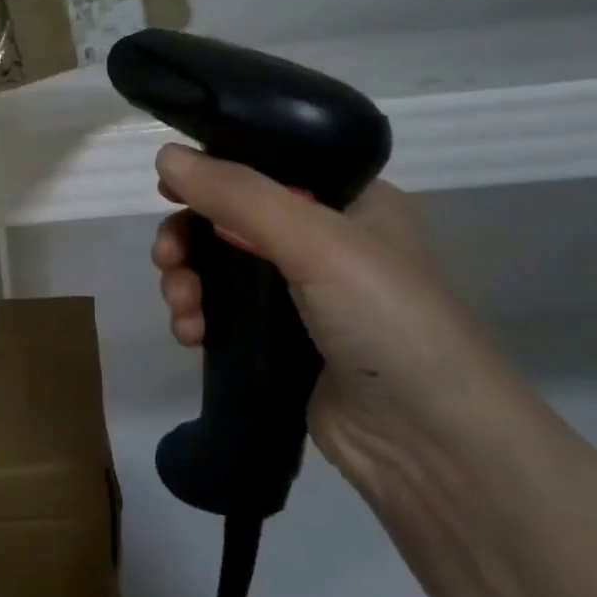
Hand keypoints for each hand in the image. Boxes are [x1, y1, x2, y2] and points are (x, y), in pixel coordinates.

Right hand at [151, 145, 529, 488]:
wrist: (430, 443)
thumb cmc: (387, 318)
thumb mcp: (315, 241)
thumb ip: (238, 195)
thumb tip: (165, 154)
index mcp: (347, 200)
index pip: (265, 167)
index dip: (213, 173)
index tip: (169, 190)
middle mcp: (323, 240)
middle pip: (230, 219)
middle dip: (189, 237)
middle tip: (168, 258)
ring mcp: (301, 295)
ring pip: (218, 268)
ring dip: (187, 280)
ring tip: (183, 309)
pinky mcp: (279, 342)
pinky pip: (222, 312)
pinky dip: (197, 316)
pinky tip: (190, 335)